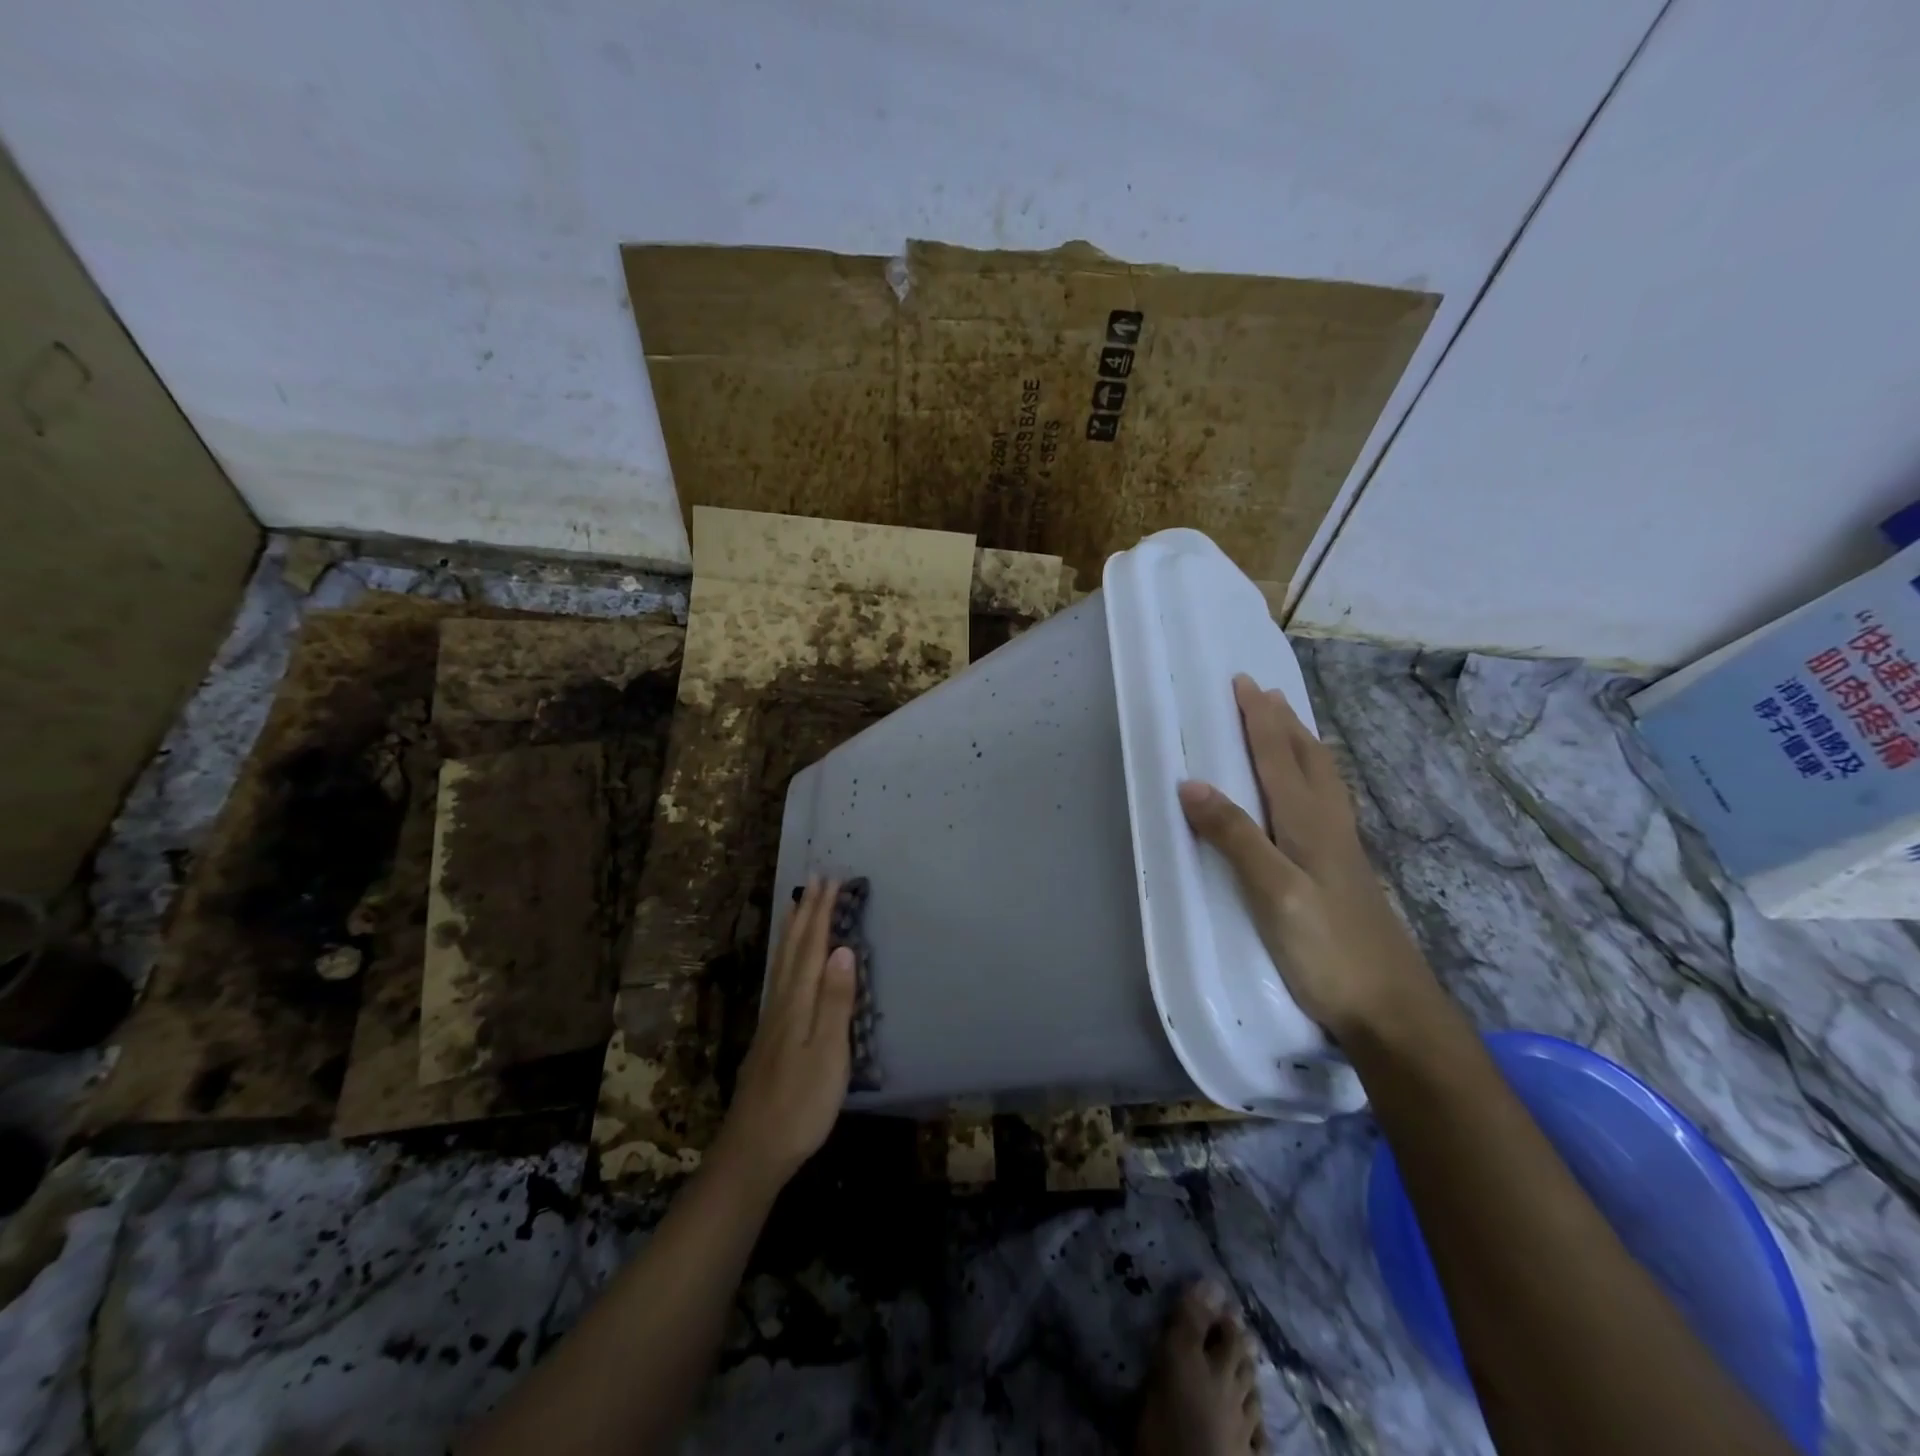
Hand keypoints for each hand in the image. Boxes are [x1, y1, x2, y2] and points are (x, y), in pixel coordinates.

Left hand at [713, 877, 856, 1191]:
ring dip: (793, 930)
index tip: (829, 879)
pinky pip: (780, 978)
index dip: (821, 913)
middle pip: (794, 948)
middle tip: (813, 879)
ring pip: (783, 962)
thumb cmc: (800, 1105)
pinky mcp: (770, 1037)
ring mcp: (772, 1020)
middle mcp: (782, 1002)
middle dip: (805, 912)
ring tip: (797, 906)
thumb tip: (842, 948)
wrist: (753, 1151)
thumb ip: (836, 1002)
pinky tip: (787, 962)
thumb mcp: (828, 1055)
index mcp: (798, 1003)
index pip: (812, 947)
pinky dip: (786, 956)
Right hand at [1177, 675, 1437, 1041]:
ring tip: (1291, 727)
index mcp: (1309, 824)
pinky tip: (1311, 797)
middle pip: (1308, 760)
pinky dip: (1312, 779)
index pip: (1280, 758)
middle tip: (1265, 692)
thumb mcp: (1272, 893)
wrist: (1392, 1010)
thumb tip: (1191, 782)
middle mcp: (1329, 827)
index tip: (1243, 683)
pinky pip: (1326, 804)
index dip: (1260, 720)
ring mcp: (1342, 851)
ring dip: (1303, 746)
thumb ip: (1234, 837)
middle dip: (1284, 722)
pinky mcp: (1344, 874)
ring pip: (1323, 781)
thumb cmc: (1327, 950)